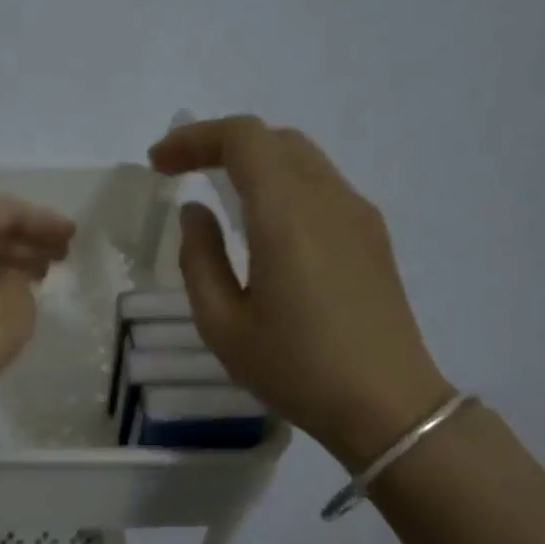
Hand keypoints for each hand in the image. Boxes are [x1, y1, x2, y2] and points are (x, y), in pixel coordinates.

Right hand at [149, 115, 451, 467]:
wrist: (386, 405)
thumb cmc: (295, 368)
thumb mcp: (222, 323)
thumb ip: (199, 258)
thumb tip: (196, 212)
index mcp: (286, 215)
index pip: (243, 138)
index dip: (194, 139)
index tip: (158, 164)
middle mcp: (328, 199)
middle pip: (273, 138)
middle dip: (219, 144)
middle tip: (178, 172)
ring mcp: (357, 214)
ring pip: (301, 157)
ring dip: (252, 160)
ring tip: (215, 191)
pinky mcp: (372, 235)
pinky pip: (320, 185)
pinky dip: (280, 182)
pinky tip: (261, 222)